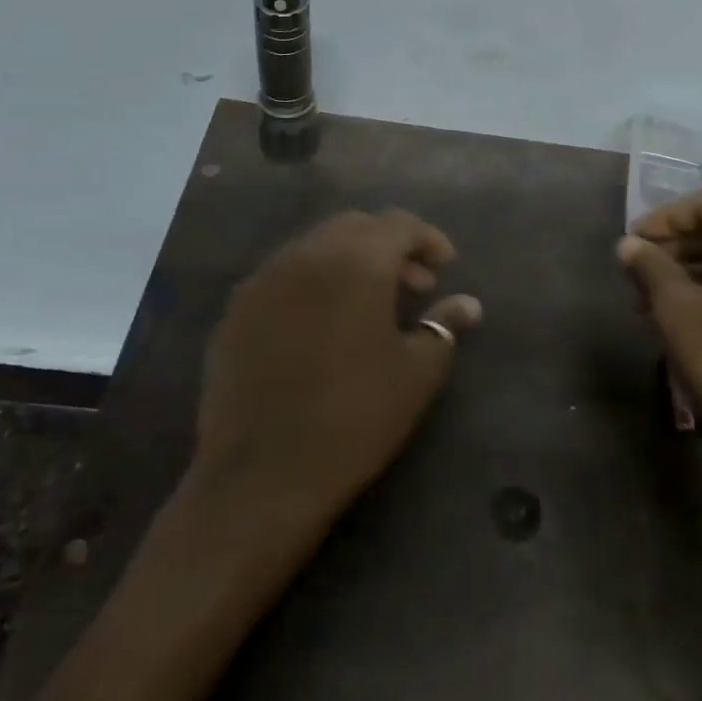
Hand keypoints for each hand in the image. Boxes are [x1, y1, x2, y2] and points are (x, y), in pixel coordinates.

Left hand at [190, 209, 481, 532]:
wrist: (262, 476)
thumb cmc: (356, 417)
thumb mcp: (417, 372)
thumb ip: (444, 325)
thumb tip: (467, 304)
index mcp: (356, 262)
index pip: (398, 224)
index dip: (428, 239)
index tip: (445, 269)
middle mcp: (305, 255)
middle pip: (355, 227)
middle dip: (389, 246)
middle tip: (413, 286)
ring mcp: (262, 281)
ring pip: (314, 246)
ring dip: (349, 261)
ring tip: (368, 306)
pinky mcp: (234, 311)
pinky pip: (283, 276)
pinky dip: (313, 282)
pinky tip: (322, 326)